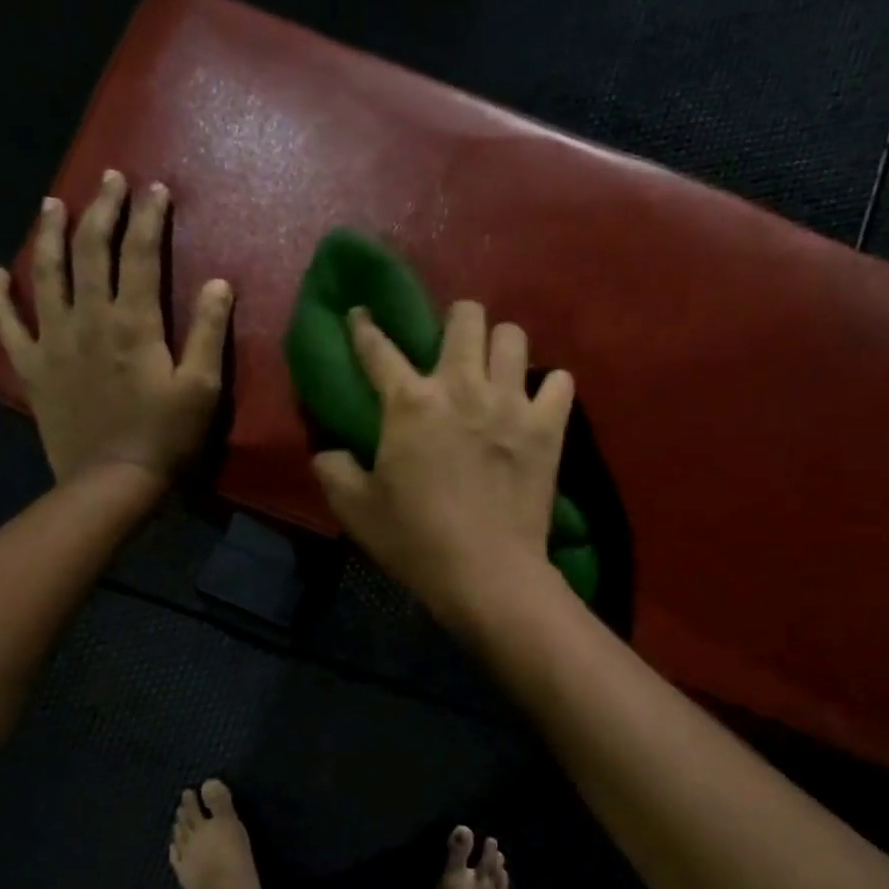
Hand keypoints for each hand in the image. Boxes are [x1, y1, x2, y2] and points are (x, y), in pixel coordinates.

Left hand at [0, 171, 231, 485]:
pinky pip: (6, 324)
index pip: (140, 255)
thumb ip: (210, 333)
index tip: (155, 188)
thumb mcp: (203, 388)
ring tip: (52, 205)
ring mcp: (53, 341)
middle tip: (109, 179)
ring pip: (45, 275)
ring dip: (49, 236)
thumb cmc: (166, 437)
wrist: (112, 481)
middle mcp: (88, 319)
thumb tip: (219, 283)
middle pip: (92, 252)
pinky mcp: (32, 367)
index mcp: (133, 323)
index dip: (148, 218)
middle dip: (102, 210)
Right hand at [313, 301, 574, 629]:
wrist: (486, 573)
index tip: (362, 315)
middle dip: (456, 321)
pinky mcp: (548, 427)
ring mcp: (510, 402)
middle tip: (452, 349)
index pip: (378, 348)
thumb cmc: (415, 541)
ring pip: (513, 337)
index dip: (365, 326)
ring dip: (501, 348)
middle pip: (466, 316)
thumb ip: (333, 470)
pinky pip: (560, 381)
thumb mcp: (355, 510)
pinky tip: (537, 404)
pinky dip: (548, 388)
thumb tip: (329, 451)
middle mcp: (461, 387)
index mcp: (409, 402)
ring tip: (495, 372)